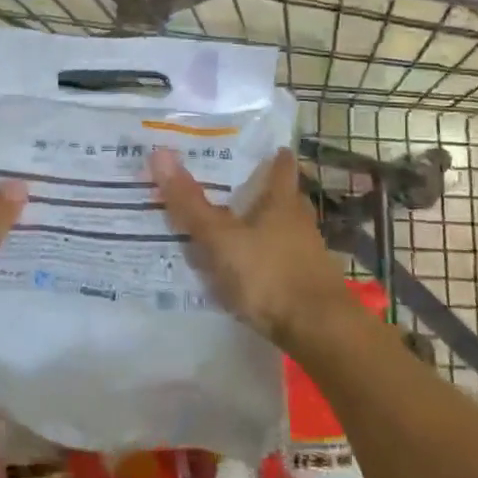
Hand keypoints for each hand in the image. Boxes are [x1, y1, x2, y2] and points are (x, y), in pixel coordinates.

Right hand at [150, 147, 352, 350]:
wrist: (318, 330)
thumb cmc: (269, 274)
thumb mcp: (220, 239)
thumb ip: (190, 203)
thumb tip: (159, 153)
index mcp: (282, 201)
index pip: (282, 165)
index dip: (271, 153)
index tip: (255, 146)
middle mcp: (299, 220)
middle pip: (282, 196)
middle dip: (260, 190)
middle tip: (228, 185)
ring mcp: (306, 252)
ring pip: (281, 228)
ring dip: (260, 225)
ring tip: (228, 226)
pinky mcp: (306, 281)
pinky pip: (279, 258)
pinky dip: (262, 256)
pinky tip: (243, 267)